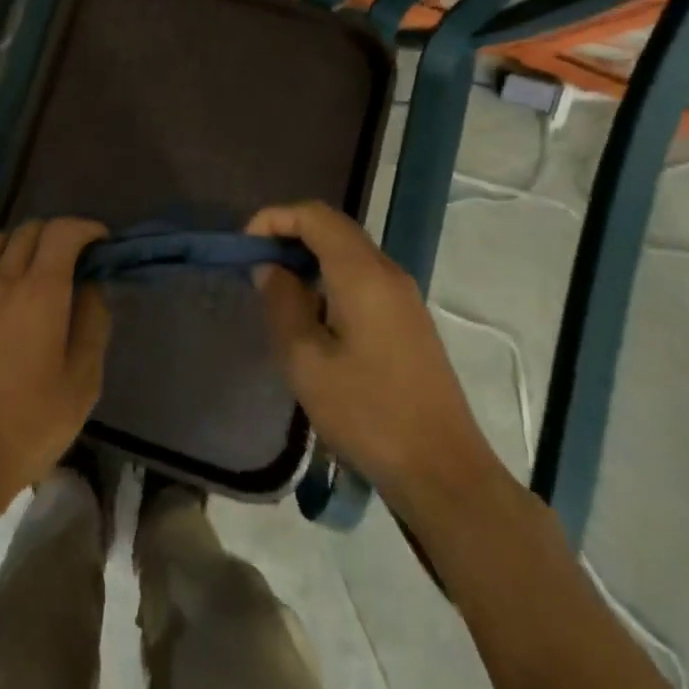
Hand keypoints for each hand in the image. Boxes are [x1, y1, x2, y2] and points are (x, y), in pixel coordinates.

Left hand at [0, 219, 110, 519]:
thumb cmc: (29, 425)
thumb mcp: (82, 382)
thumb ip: (92, 323)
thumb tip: (90, 286)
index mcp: (40, 292)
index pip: (62, 232)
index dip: (85, 228)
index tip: (99, 242)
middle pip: (27, 231)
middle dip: (55, 234)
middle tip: (69, 260)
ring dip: (15, 244)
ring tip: (26, 268)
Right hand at [247, 201, 505, 526]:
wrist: (443, 472)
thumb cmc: (367, 413)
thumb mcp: (305, 361)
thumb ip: (282, 303)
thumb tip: (270, 268)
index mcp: (362, 274)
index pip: (315, 215)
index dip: (274, 218)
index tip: (245, 247)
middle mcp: (387, 272)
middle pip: (333, 228)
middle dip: (289, 235)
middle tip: (256, 266)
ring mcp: (404, 296)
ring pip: (348, 253)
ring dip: (309, 258)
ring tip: (277, 291)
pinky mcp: (409, 320)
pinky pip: (362, 277)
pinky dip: (329, 278)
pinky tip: (312, 316)